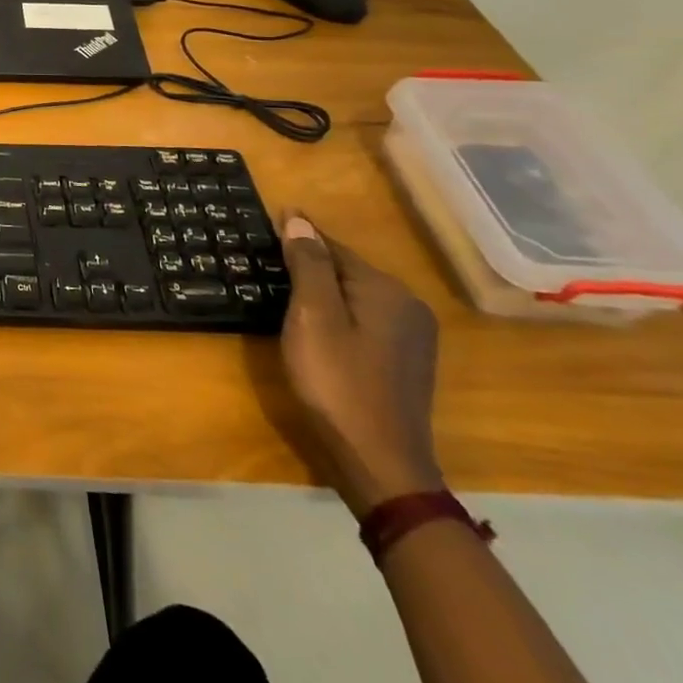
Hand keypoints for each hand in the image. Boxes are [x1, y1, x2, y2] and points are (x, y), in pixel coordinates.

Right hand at [278, 212, 443, 518]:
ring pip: (357, 296)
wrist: (379, 462)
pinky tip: (318, 326)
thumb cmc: (337, 383)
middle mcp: (408, 306)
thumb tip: (299, 219)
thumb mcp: (313, 318)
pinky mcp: (406, 362)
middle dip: (312, 262)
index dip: (299, 235)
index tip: (271, 220)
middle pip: (348, 270)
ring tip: (287, 288)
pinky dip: (338, 313)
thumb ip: (308, 266)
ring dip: (324, 289)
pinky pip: (365, 319)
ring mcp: (412, 337)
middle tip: (270, 258)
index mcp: (386, 291)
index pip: (334, 247)